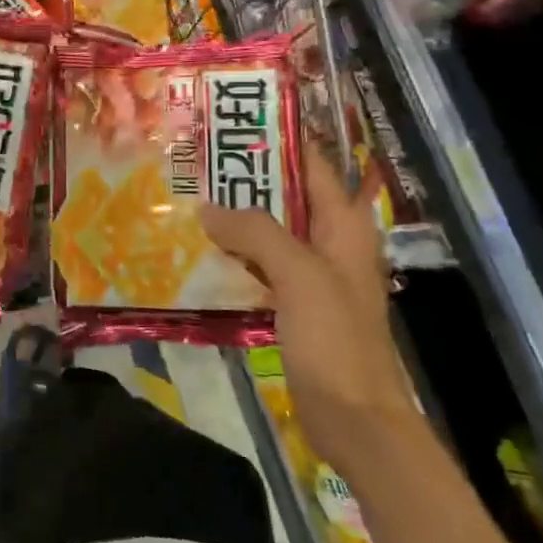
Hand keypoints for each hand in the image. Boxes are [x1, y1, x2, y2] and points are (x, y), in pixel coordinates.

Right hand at [201, 145, 418, 469]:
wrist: (354, 418)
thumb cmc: (335, 339)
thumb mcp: (298, 275)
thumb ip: (255, 233)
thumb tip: (208, 207)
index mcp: (343, 225)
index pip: (311, 164)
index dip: (276, 140)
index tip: (229, 123)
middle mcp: (329, 242)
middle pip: (286, 197)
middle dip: (245, 179)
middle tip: (195, 162)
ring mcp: (311, 275)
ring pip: (269, 233)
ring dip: (235, 219)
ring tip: (189, 198)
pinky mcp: (293, 305)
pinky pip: (260, 267)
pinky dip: (235, 256)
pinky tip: (200, 252)